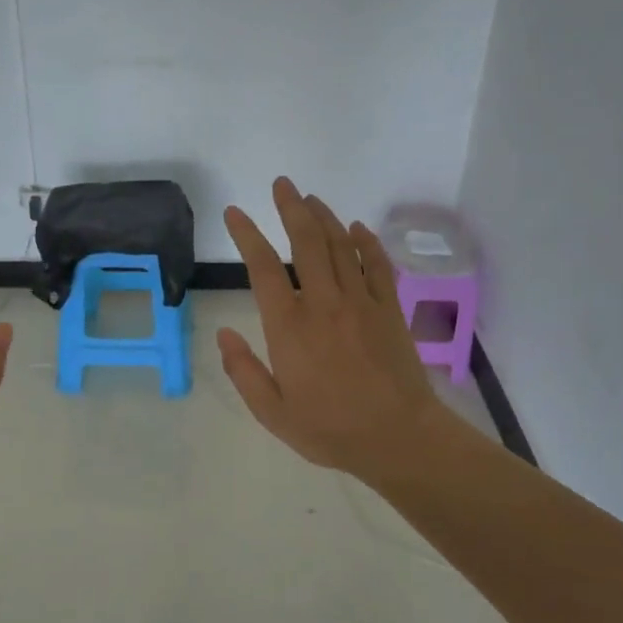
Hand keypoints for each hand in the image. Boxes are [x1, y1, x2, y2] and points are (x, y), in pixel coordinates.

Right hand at [219, 178, 465, 487]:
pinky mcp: (389, 309)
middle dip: (291, 208)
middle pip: (306, 242)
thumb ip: (244, 372)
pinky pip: (377, 265)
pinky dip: (366, 243)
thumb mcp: (273, 412)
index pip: (262, 268)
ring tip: (310, 199)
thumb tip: (224, 335)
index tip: (235, 213)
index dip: (246, 235)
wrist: (398, 438)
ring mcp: (361, 302)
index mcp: (289, 327)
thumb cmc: (330, 429)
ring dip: (324, 217)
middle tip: (282, 184)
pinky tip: (358, 228)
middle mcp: (323, 303)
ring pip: (340, 246)